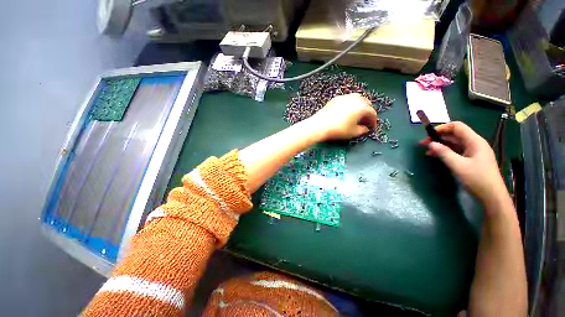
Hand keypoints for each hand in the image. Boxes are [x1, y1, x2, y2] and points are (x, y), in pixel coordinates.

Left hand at [308, 93, 377, 140]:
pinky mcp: (336, 98)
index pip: (372, 113)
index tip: (371, 127)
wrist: (320, 124)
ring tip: (357, 114)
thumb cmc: (339, 129)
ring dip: (359, 105)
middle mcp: (355, 99)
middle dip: (367, 111)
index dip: (373, 121)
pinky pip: (347, 99)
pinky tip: (346, 111)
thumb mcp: (352, 132)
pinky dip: (350, 104)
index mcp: (362, 107)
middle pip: (366, 103)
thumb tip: (365, 129)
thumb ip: (362, 130)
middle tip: (365, 120)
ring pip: (357, 98)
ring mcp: (345, 97)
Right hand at [421, 121, 507, 205]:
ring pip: (454, 144)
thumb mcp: (458, 166)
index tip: (428, 135)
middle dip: (438, 138)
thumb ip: (444, 153)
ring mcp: (473, 152)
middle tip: (424, 144)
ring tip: (427, 152)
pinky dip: (446, 152)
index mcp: (474, 141)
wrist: (492, 196)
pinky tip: (437, 157)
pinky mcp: (471, 159)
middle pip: (455, 135)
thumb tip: (431, 144)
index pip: (457, 126)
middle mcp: (475, 144)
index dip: (442, 128)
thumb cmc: (477, 179)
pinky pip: (456, 151)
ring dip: (441, 146)